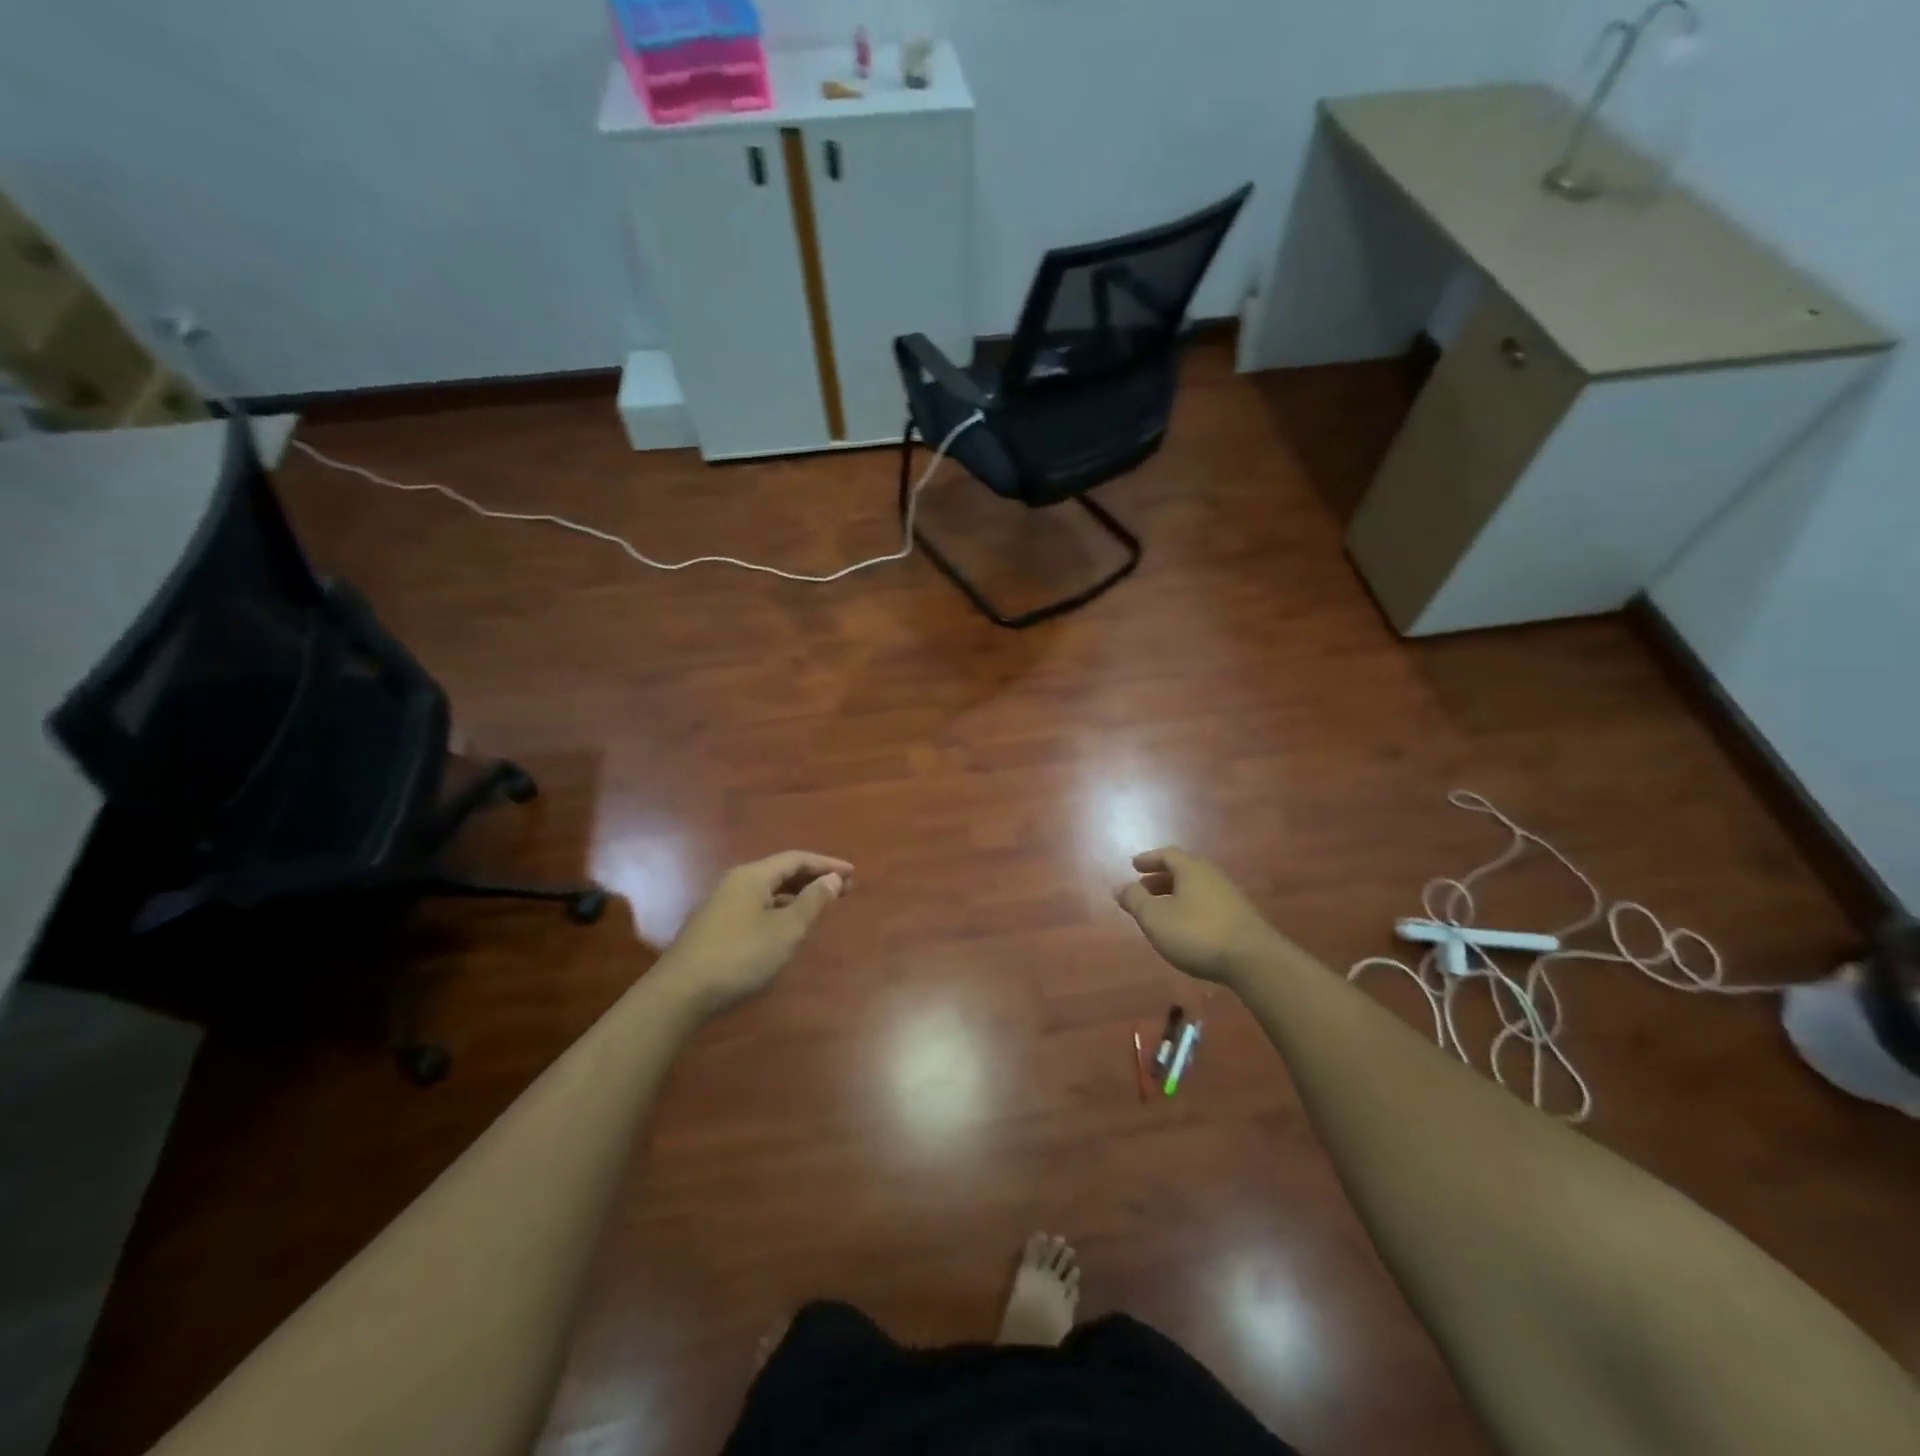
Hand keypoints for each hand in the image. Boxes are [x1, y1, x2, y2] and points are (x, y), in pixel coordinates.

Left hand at [653, 851, 853, 1017]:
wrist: (679, 994)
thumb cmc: (740, 957)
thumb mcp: (786, 930)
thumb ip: (812, 902)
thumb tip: (832, 878)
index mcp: (753, 876)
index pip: (796, 859)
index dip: (826, 864)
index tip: (852, 873)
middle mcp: (735, 883)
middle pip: (781, 871)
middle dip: (813, 878)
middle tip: (843, 888)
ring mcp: (722, 905)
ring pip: (768, 891)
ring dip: (796, 894)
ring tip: (820, 905)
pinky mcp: (715, 927)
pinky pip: (757, 906)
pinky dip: (780, 909)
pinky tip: (787, 927)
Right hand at [1115, 847, 1281, 986]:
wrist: (1254, 961)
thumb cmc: (1197, 933)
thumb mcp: (1155, 917)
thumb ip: (1135, 900)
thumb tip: (1120, 887)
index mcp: (1191, 869)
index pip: (1167, 854)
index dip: (1149, 859)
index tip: (1134, 865)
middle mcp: (1212, 876)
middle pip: (1183, 870)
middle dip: (1160, 879)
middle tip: (1143, 888)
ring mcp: (1230, 897)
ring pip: (1196, 888)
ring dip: (1175, 895)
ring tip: (1160, 910)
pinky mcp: (1240, 918)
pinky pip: (1207, 904)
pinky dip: (1190, 908)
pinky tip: (1184, 927)